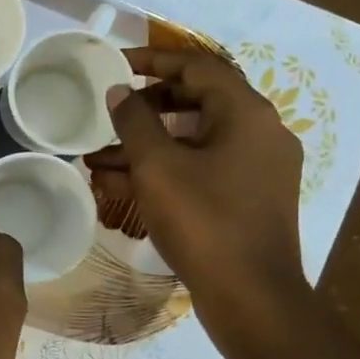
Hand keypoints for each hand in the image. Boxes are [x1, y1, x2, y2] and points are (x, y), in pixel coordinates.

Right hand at [87, 47, 313, 358]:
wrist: (252, 297)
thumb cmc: (204, 221)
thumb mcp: (158, 167)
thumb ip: (134, 122)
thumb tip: (119, 91)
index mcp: (247, 114)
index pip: (199, 67)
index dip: (154, 60)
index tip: (117, 63)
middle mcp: (260, 132)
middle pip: (199, 101)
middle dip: (147, 106)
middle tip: (111, 110)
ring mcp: (258, 167)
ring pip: (195, 139)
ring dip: (149, 143)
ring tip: (99, 156)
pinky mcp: (249, 197)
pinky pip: (202, 168)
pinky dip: (165, 168)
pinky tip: (120, 183)